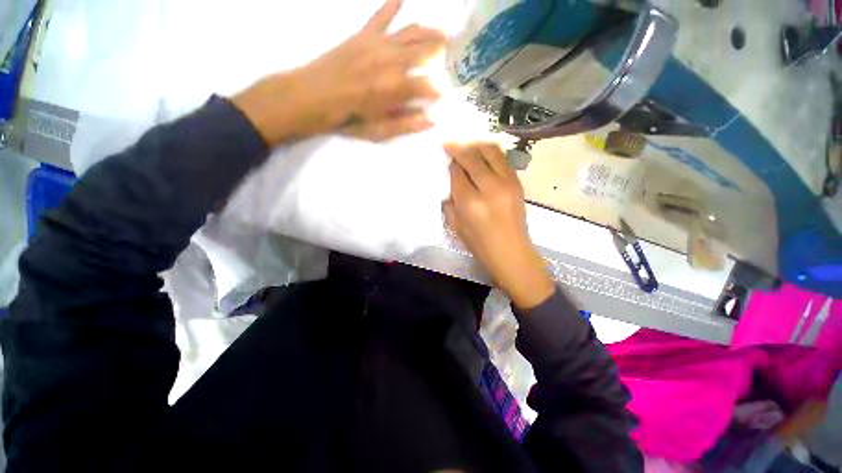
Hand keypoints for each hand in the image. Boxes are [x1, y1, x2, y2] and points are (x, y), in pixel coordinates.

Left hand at [233, 0, 445, 145]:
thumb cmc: (348, 119)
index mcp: (396, 88)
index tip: (442, 93)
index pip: (426, 86)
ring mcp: (377, 45)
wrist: (314, 97)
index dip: (436, 90)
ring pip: (409, 33)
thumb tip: (431, 121)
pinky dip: (390, 7)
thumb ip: (406, 124)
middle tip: (454, 47)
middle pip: (422, 51)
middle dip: (440, 49)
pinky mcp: (362, 36)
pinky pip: (379, 17)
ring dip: (427, 30)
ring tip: (442, 31)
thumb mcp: (379, 131)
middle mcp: (391, 61)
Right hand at [443, 143, 555, 309]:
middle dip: (460, 148)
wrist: (511, 251)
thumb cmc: (480, 243)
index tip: (446, 157)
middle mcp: (490, 187)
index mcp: (470, 202)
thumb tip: (450, 180)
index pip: (458, 172)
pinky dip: (490, 153)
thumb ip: (450, 201)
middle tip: (451, 144)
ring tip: (467, 146)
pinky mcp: (517, 182)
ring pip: (491, 151)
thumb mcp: (456, 225)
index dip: (451, 163)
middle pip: (473, 156)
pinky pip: (503, 159)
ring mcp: (507, 182)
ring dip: (476, 145)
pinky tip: (482, 155)